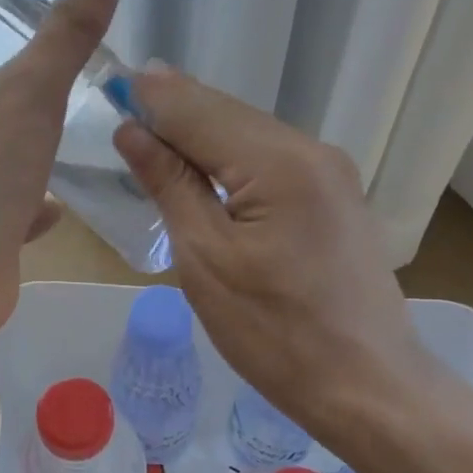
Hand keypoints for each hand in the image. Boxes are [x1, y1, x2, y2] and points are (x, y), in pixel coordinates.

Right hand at [112, 67, 433, 431]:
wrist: (365, 386)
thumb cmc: (274, 333)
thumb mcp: (205, 259)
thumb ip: (170, 184)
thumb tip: (132, 131)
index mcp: (279, 161)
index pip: (198, 110)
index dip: (150, 99)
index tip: (107, 86)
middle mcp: (312, 150)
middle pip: (227, 116)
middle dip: (174, 114)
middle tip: (121, 114)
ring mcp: (331, 174)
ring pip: (250, 138)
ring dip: (200, 140)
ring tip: (152, 143)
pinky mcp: (335, 199)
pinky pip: (271, 164)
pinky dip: (231, 164)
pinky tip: (204, 176)